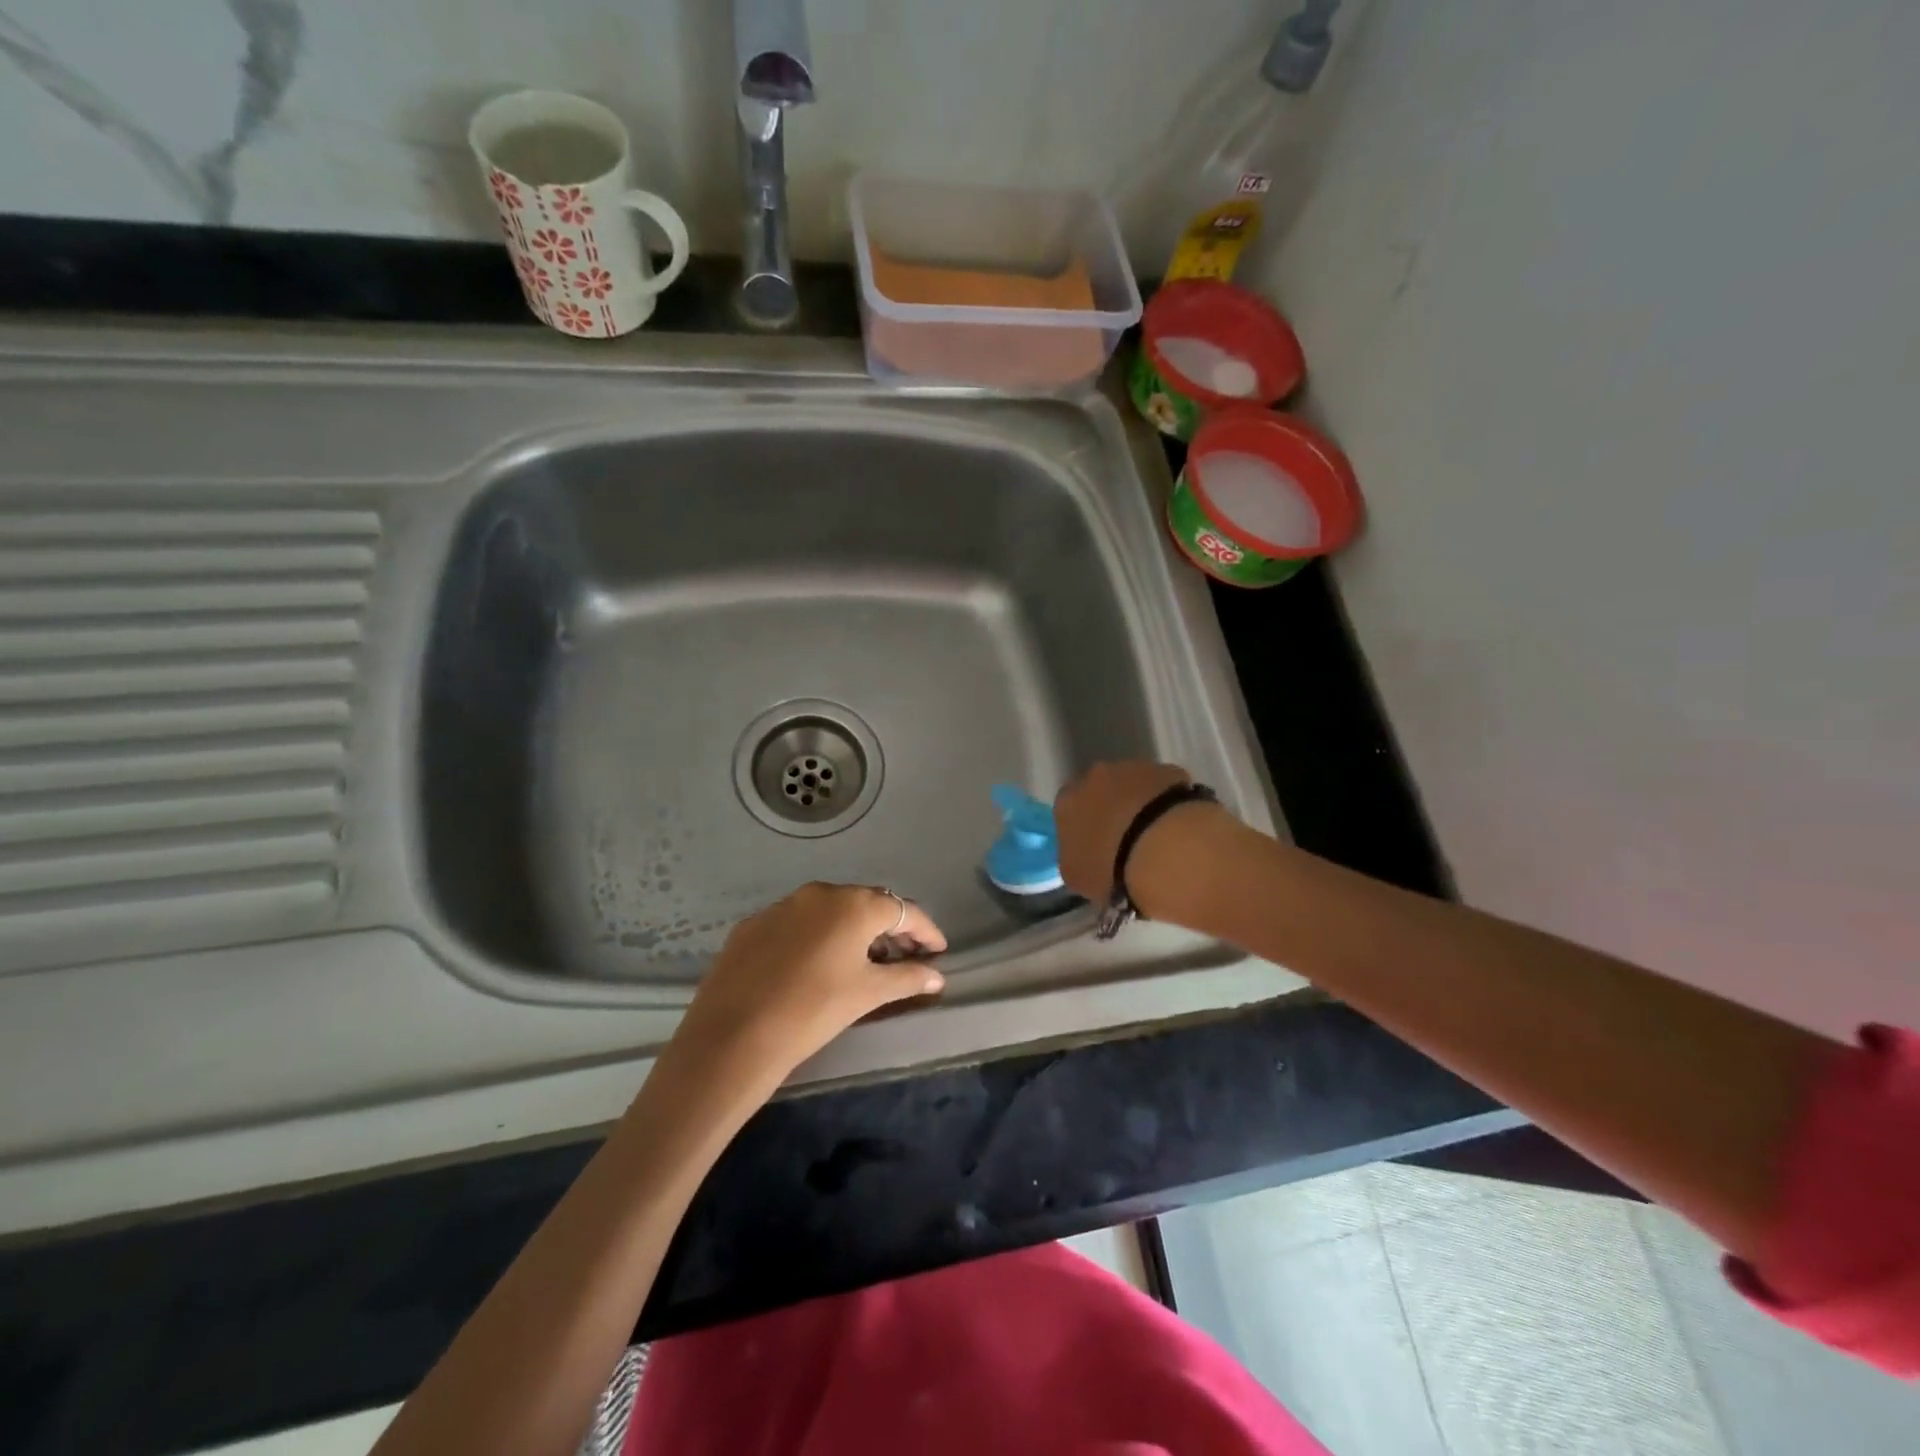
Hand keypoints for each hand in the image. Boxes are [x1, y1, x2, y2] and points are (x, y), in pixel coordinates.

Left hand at [670, 883, 946, 1083]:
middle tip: (904, 956)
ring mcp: (782, 906)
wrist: (732, 1037)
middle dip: (890, 928)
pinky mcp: (753, 925)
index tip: (938, 951)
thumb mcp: (867, 994)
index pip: (903, 910)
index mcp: (854, 905)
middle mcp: (820, 893)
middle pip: (867, 904)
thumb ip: (907, 978)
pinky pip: (797, 923)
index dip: (925, 930)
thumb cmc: (813, 1011)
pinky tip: (815, 965)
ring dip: (852, 931)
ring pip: (830, 911)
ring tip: (862, 962)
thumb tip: (936, 976)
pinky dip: (816, 937)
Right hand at [1054, 760, 1204, 905]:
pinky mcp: (1168, 770)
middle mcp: (1095, 776)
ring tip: (1154, 836)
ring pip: (1132, 785)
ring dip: (1139, 804)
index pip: (1068, 810)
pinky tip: (1176, 827)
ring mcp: (1133, 768)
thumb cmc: (1109, 865)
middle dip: (1109, 810)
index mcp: (1067, 802)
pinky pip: (1164, 786)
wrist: (1162, 847)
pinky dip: (1166, 803)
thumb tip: (1085, 857)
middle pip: (1099, 790)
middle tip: (1125, 840)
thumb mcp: (1076, 876)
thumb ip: (1074, 859)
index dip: (1082, 828)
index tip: (1095, 848)